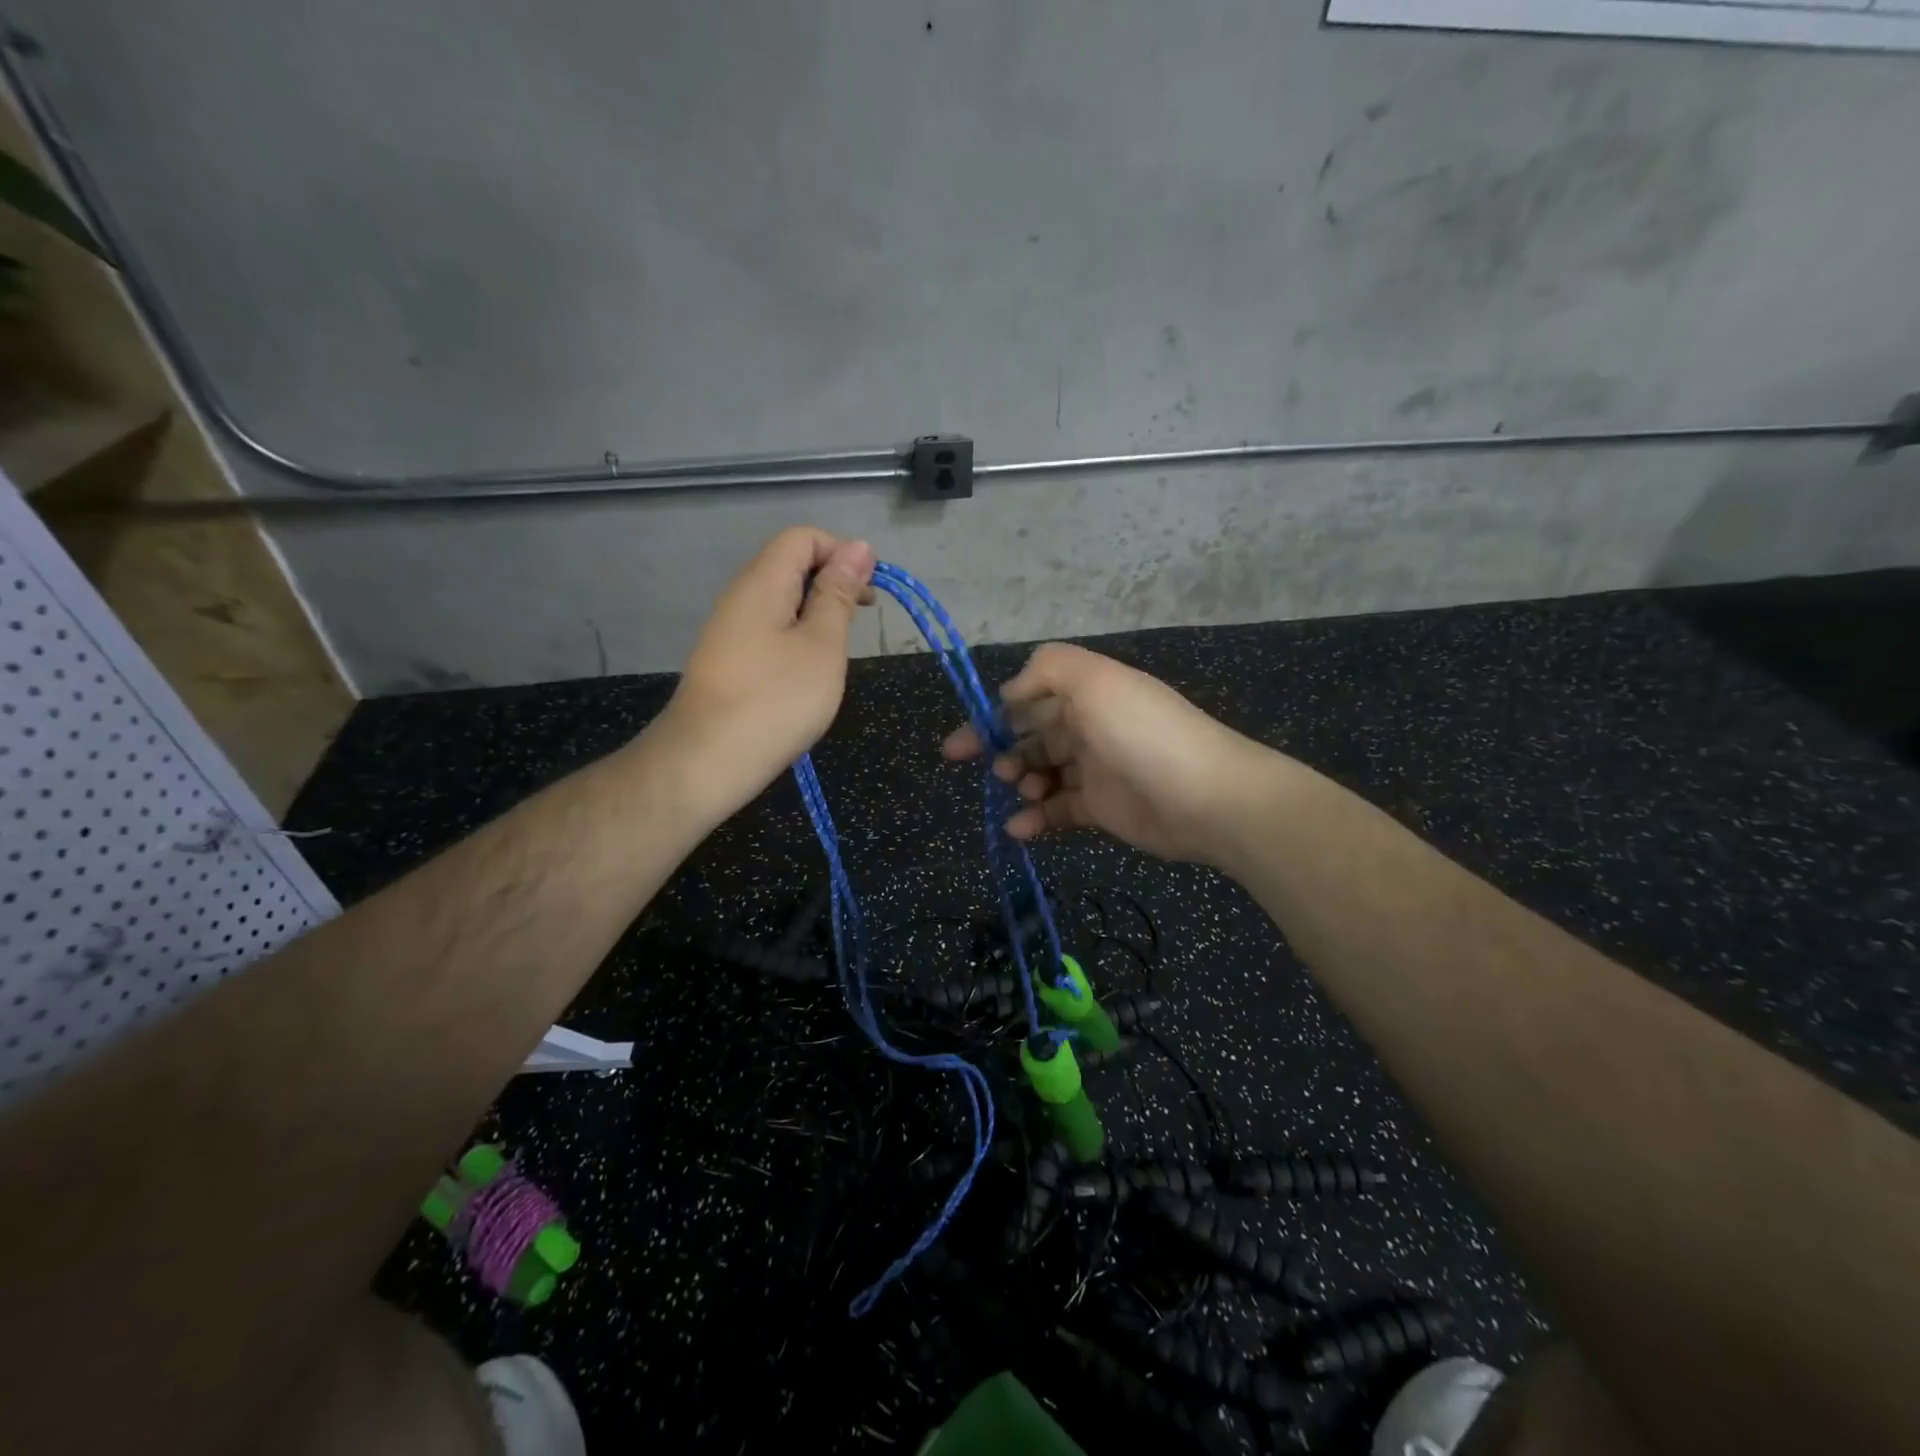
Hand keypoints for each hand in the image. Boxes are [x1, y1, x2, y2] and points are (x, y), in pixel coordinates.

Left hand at [657, 527, 873, 819]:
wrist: (707, 761)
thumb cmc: (776, 700)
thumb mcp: (822, 644)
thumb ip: (839, 595)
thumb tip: (858, 548)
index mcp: (762, 582)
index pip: (802, 538)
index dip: (841, 552)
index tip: (871, 591)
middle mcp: (741, 597)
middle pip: (790, 565)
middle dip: (833, 582)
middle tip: (864, 618)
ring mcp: (730, 630)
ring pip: (782, 600)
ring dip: (818, 612)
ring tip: (841, 648)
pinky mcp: (729, 661)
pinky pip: (770, 630)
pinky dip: (799, 637)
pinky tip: (812, 671)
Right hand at [943, 643, 1278, 865]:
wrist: (1208, 798)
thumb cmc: (1143, 734)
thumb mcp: (1095, 681)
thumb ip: (1047, 669)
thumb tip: (1010, 692)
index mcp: (1088, 692)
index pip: (1031, 696)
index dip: (996, 713)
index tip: (967, 738)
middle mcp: (1090, 725)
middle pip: (1032, 734)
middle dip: (1002, 748)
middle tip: (983, 766)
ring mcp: (1096, 768)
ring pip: (1042, 772)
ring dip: (1020, 781)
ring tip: (1019, 790)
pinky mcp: (1101, 808)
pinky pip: (1058, 810)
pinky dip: (1035, 818)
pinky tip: (1020, 829)